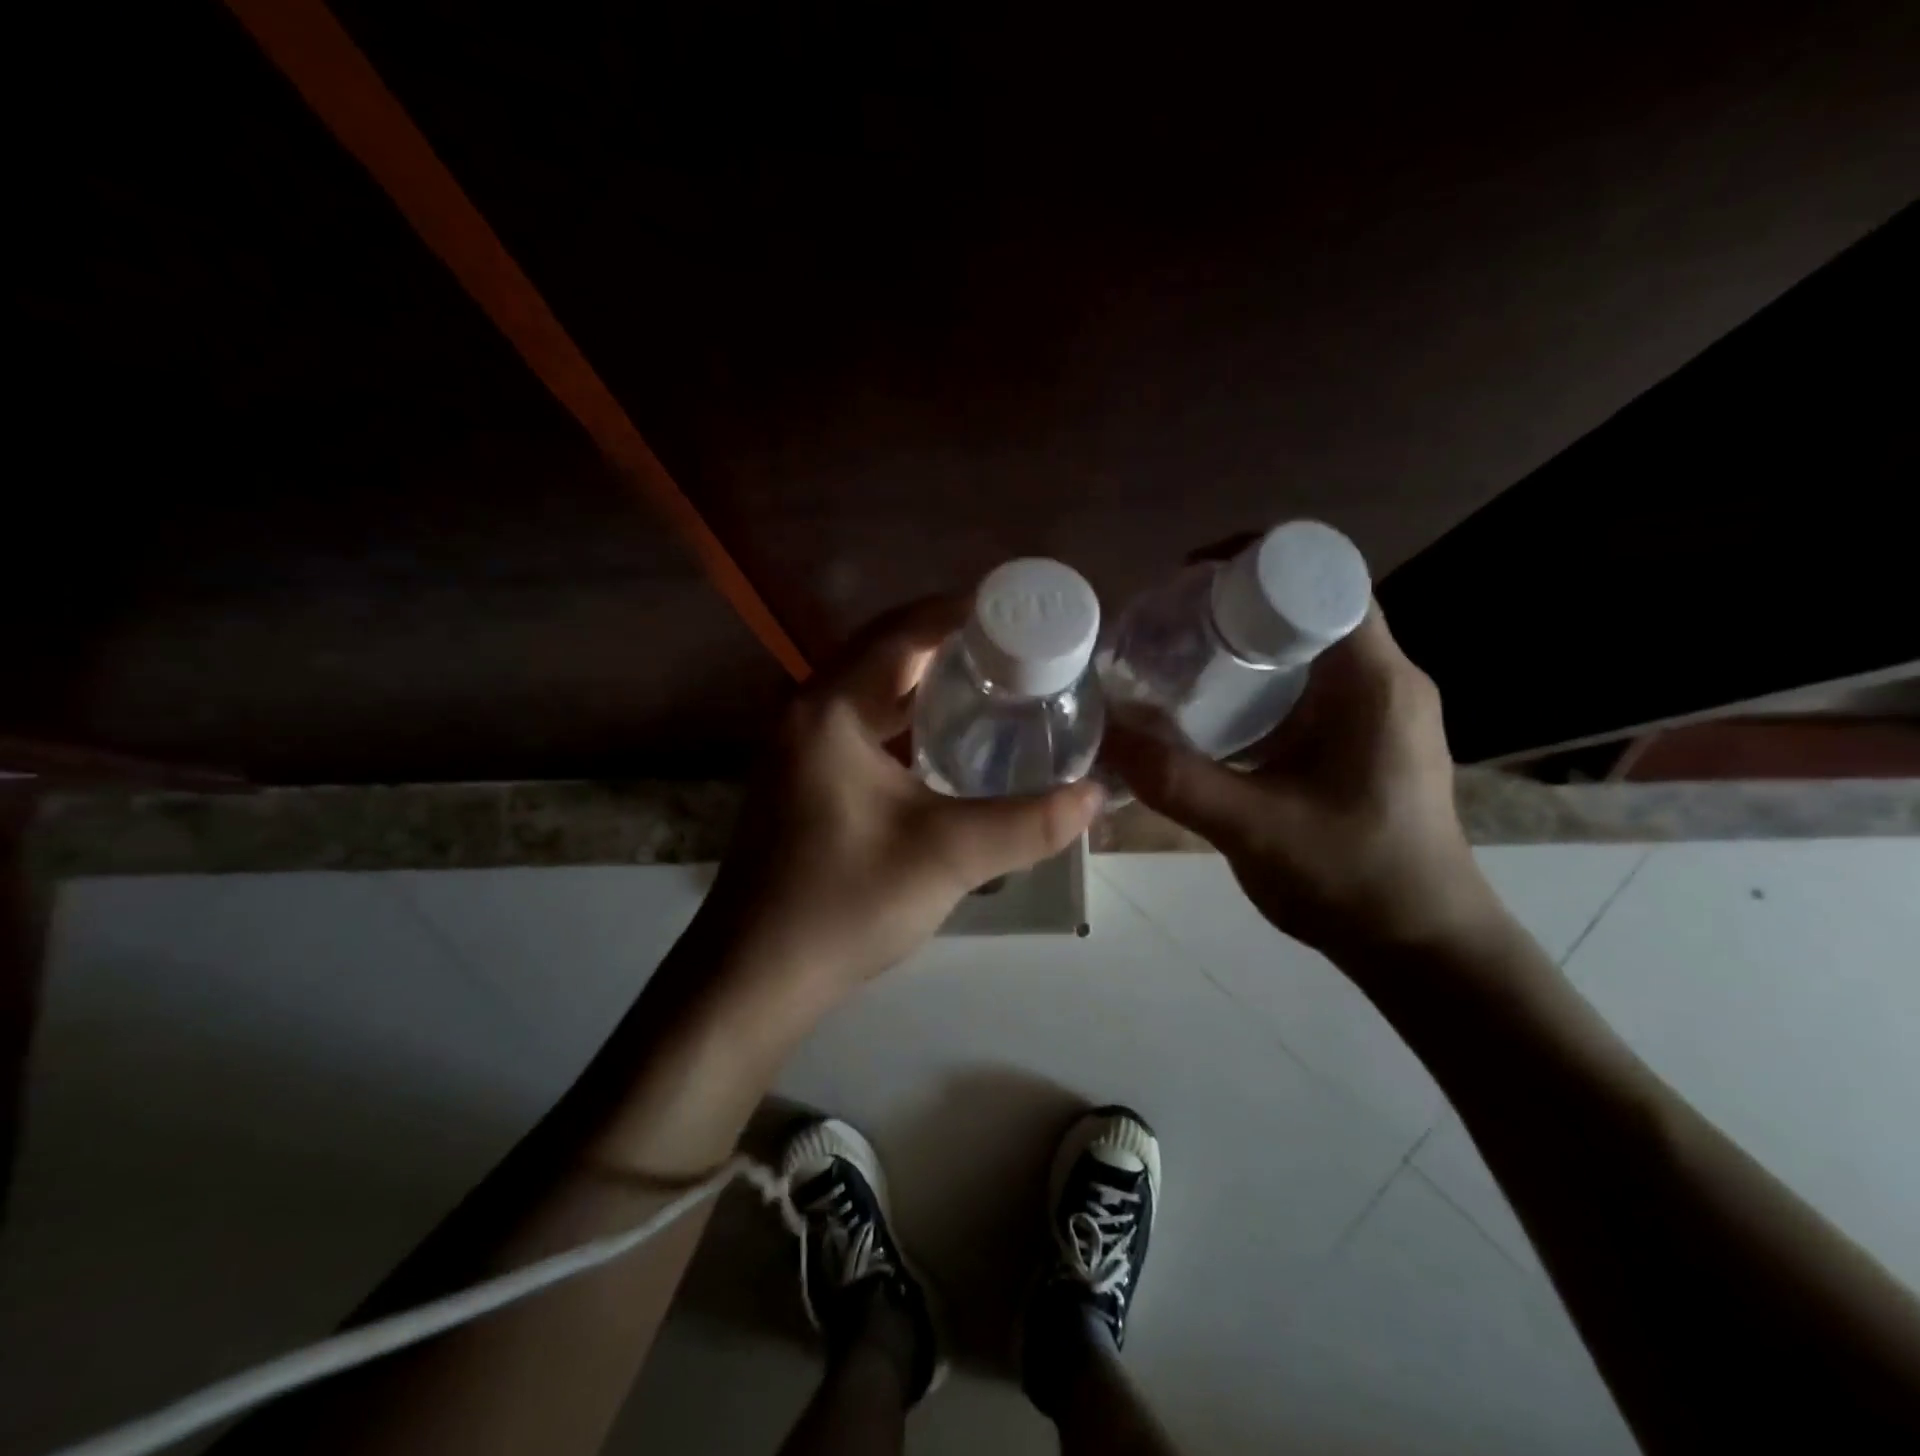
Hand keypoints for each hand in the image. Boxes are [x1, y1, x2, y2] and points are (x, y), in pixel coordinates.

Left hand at [706, 596, 1104, 1013]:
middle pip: (884, 653)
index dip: (960, 610)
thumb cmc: (843, 904)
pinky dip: (905, 720)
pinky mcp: (804, 781)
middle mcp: (807, 714)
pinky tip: (944, 741)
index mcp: (830, 710)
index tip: (1017, 606)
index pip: (902, 631)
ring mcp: (799, 749)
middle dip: (949, 642)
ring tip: (992, 682)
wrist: (755, 976)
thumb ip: (1028, 823)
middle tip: (1016, 646)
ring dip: (925, 682)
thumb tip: (1095, 794)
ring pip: (871, 692)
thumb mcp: (946, 857)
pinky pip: (862, 727)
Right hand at [1103, 603, 1499, 963]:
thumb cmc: (1355, 881)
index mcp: (1374, 682)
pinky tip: (1212, 706)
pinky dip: (1259, 678)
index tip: (1190, 578)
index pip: (1324, 581)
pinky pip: (1308, 682)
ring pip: (1307, 644)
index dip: (1257, 561)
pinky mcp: (1364, 736)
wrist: (1422, 946)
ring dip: (1247, 638)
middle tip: (1167, 618)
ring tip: (1178, 652)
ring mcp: (1378, 708)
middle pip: (1309, 604)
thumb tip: (1104, 734)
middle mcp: (1384, 679)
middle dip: (1237, 599)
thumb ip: (1176, 781)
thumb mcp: (1255, 829)